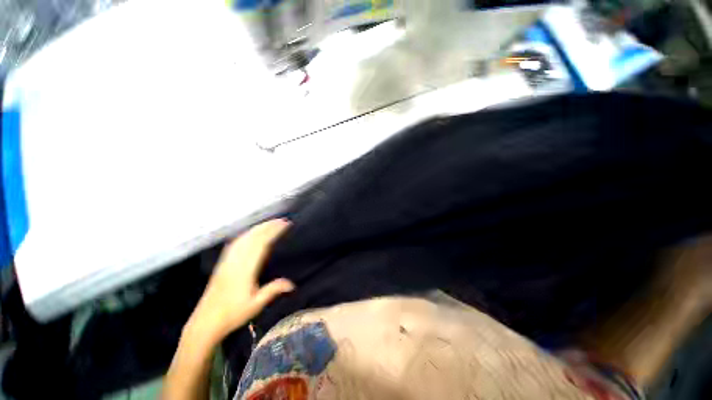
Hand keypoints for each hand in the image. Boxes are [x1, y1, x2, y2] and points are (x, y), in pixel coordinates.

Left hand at [186, 219, 294, 343]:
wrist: (205, 322)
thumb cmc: (232, 314)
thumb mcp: (256, 304)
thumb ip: (273, 290)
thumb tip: (292, 284)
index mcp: (245, 269)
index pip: (262, 244)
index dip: (273, 232)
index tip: (285, 225)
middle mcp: (236, 261)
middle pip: (253, 237)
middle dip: (268, 226)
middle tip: (281, 220)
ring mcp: (227, 261)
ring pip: (243, 238)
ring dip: (257, 228)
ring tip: (269, 223)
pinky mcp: (222, 263)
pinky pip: (235, 243)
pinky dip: (245, 234)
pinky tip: (249, 233)